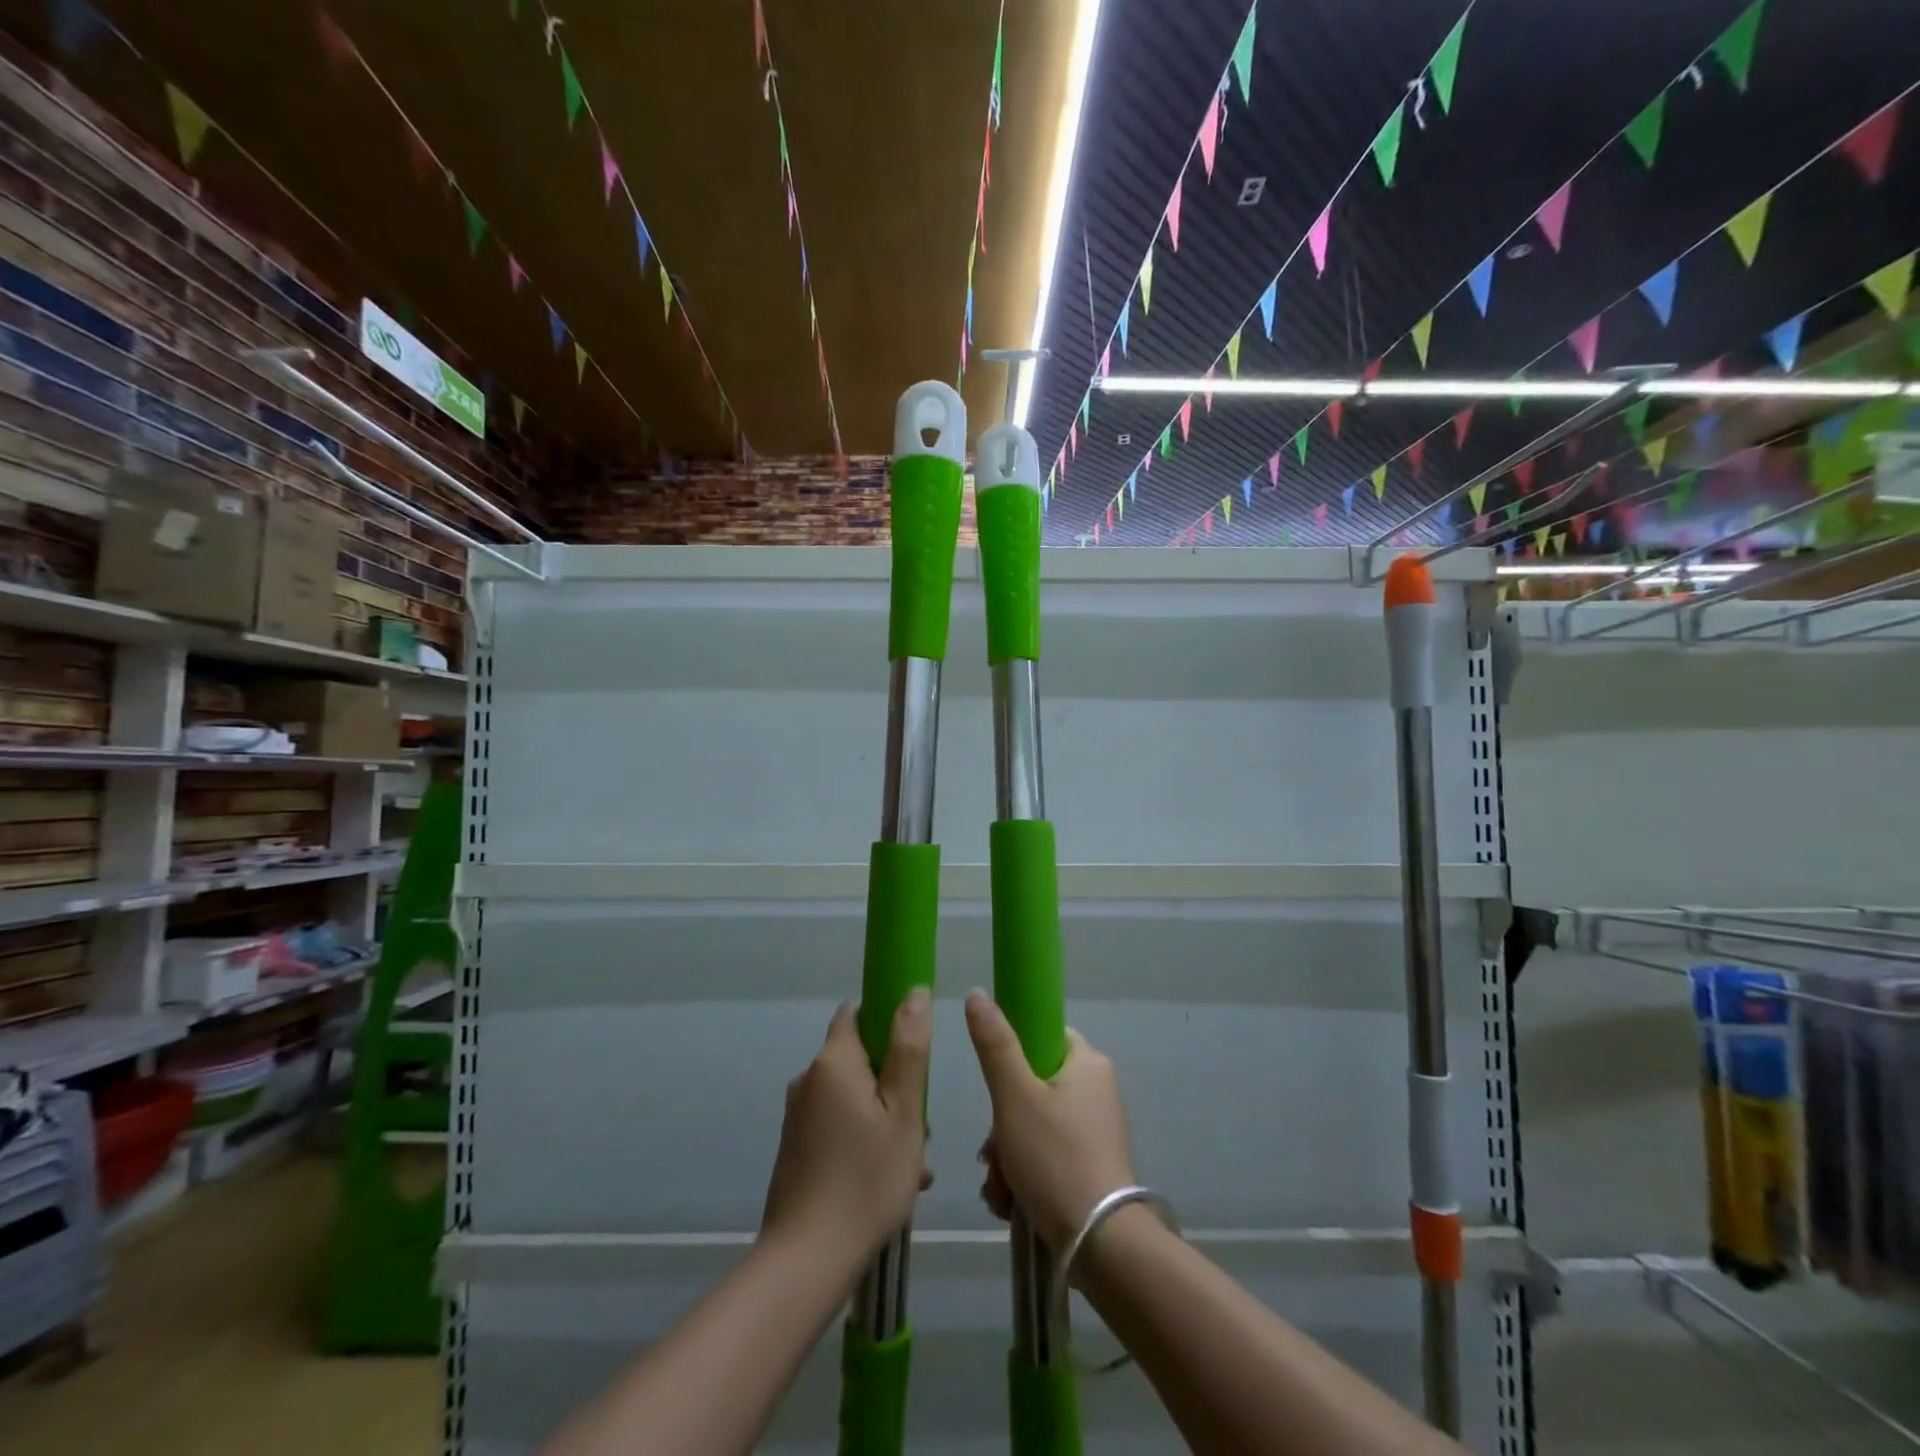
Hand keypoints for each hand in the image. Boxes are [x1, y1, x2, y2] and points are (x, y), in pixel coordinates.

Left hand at [760, 990, 931, 1269]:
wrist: (806, 1260)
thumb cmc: (866, 1179)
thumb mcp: (904, 1111)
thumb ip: (909, 1048)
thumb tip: (914, 991)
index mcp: (833, 1062)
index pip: (857, 1013)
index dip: (887, 1019)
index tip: (915, 1051)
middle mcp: (809, 1080)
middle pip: (860, 1059)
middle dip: (894, 1082)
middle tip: (922, 1125)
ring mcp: (799, 1116)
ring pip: (853, 1097)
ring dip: (885, 1118)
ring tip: (914, 1165)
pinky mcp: (796, 1147)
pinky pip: (838, 1125)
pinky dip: (864, 1139)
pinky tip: (889, 1180)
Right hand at [964, 991, 1135, 1253]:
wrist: (1102, 1247)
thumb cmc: (1055, 1158)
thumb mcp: (1014, 1096)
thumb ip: (994, 1044)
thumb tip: (977, 992)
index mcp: (1087, 1062)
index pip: (1042, 1035)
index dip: (1011, 1055)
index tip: (994, 1088)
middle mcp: (1097, 1090)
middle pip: (1031, 1086)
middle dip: (1001, 1123)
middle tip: (991, 1153)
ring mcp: (1096, 1130)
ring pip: (1033, 1124)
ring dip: (1007, 1154)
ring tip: (1000, 1189)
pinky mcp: (1092, 1166)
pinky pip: (1047, 1154)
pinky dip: (1024, 1174)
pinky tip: (1010, 1203)